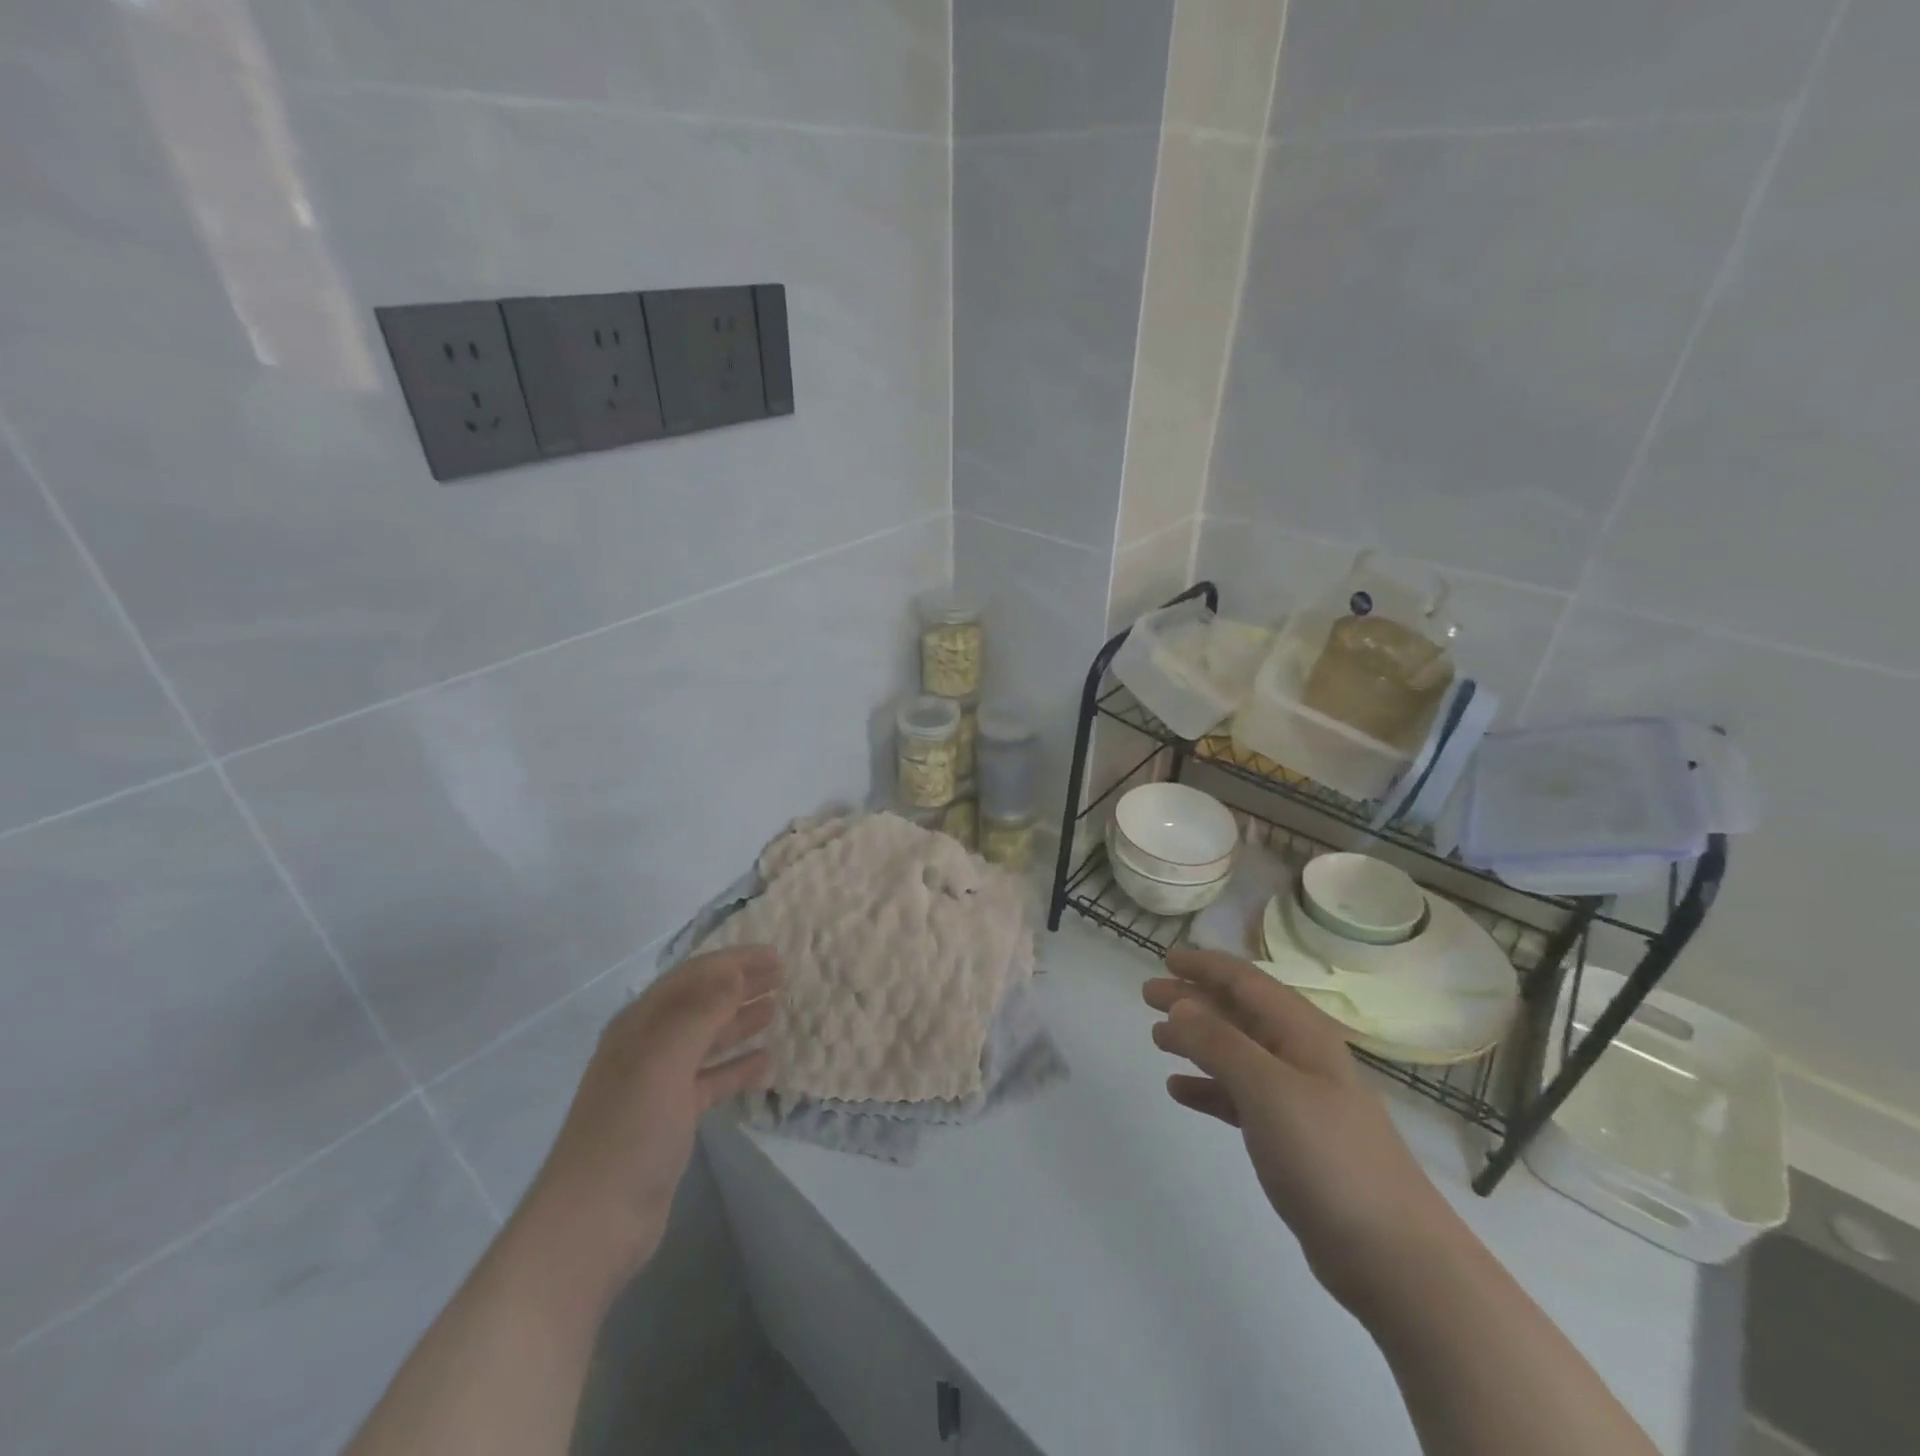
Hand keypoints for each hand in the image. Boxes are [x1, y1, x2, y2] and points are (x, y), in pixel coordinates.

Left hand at [524, 946, 782, 1272]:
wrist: (592, 1224)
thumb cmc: (629, 1131)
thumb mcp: (664, 1061)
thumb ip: (701, 1012)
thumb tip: (734, 972)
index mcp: (640, 1025)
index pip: (693, 976)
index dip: (732, 962)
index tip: (774, 955)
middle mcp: (648, 1046)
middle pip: (701, 1003)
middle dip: (739, 986)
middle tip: (782, 977)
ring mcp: (659, 1084)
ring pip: (707, 1040)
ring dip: (740, 1021)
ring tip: (776, 1009)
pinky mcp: (671, 1119)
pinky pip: (710, 1080)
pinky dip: (736, 1067)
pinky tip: (765, 1063)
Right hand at [1145, 948, 1460, 1316]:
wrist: (1394, 1258)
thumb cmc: (1328, 1157)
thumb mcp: (1268, 1089)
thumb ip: (1219, 1043)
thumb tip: (1180, 1004)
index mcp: (1301, 1033)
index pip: (1246, 981)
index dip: (1205, 965)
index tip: (1166, 957)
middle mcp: (1299, 1056)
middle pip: (1238, 1013)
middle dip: (1193, 999)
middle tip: (1148, 994)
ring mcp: (1297, 1099)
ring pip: (1236, 1053)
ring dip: (1196, 1041)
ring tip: (1156, 1039)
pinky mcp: (1291, 1139)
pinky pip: (1239, 1097)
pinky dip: (1208, 1088)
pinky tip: (1179, 1091)